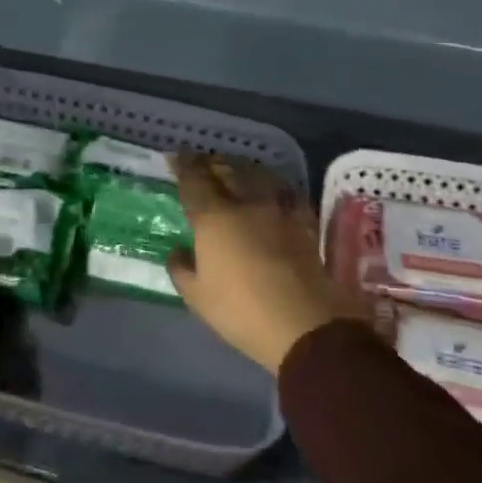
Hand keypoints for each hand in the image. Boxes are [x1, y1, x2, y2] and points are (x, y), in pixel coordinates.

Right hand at [167, 152, 351, 373]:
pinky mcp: (303, 222)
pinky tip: (271, 189)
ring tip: (233, 168)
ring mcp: (278, 210)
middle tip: (201, 161)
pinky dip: (273, 184)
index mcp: (213, 218)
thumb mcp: (197, 297)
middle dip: (210, 162)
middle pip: (226, 170)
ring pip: (257, 174)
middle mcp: (245, 203)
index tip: (176, 156)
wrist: (306, 326)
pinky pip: (285, 191)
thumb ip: (181, 269)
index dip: (182, 165)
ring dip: (240, 167)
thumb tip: (178, 250)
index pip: (194, 180)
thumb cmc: (242, 311)